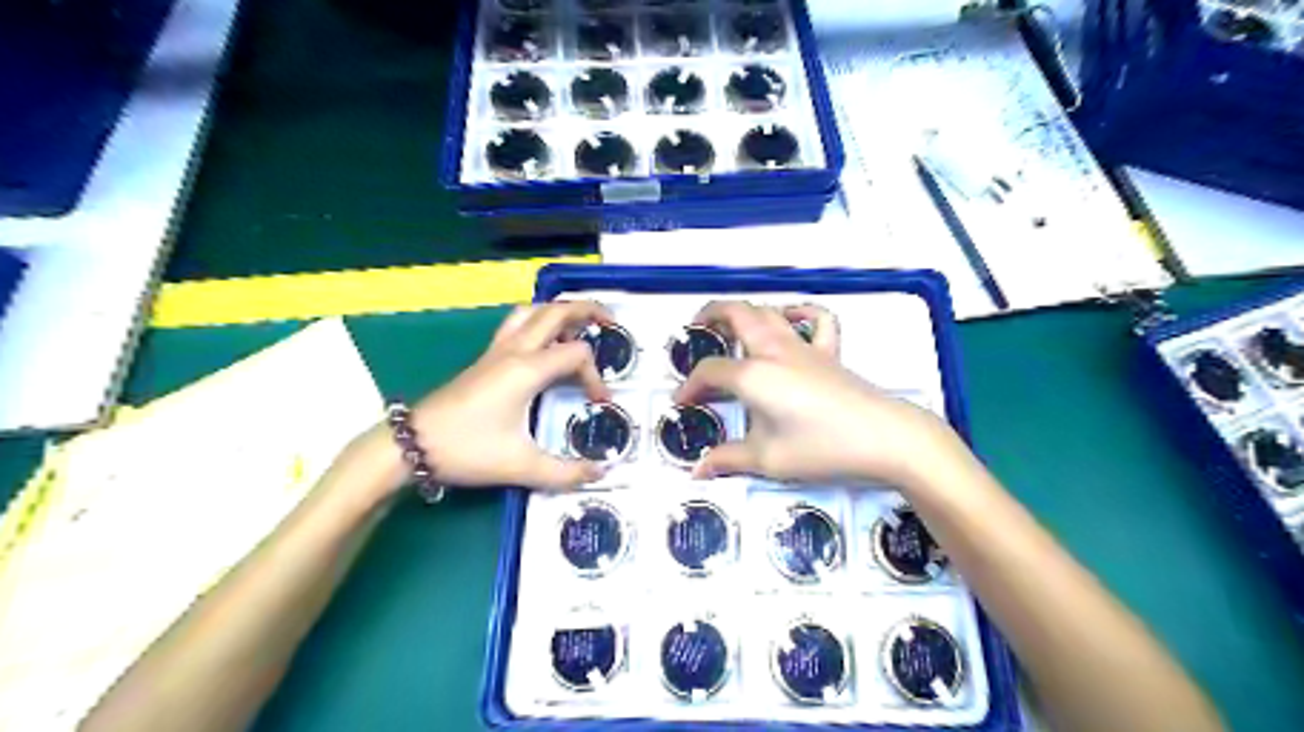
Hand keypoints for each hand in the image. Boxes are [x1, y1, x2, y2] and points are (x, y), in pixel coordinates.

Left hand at [403, 303, 612, 490]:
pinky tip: (544, 345)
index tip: (599, 404)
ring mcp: (496, 351)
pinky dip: (539, 322)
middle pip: (556, 312)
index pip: (577, 354)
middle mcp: (514, 351)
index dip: (596, 377)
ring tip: (578, 327)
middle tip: (610, 322)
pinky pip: (517, 325)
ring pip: (532, 311)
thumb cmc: (467, 450)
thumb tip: (600, 473)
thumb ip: (566, 472)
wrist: (412, 444)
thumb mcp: (521, 466)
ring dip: (559, 312)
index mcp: (527, 369)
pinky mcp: (484, 359)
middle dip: (588, 310)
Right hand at [677, 299, 959, 489]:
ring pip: (769, 311)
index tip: (681, 403)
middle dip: (710, 315)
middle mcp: (774, 350)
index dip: (690, 386)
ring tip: (731, 325)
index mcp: (753, 375)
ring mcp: (804, 347)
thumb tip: (697, 470)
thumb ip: (728, 460)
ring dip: (745, 311)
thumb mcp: (768, 460)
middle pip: (737, 314)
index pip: (710, 372)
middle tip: (696, 329)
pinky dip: (800, 313)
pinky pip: (817, 320)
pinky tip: (791, 321)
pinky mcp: (829, 352)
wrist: (883, 439)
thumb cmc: (821, 449)